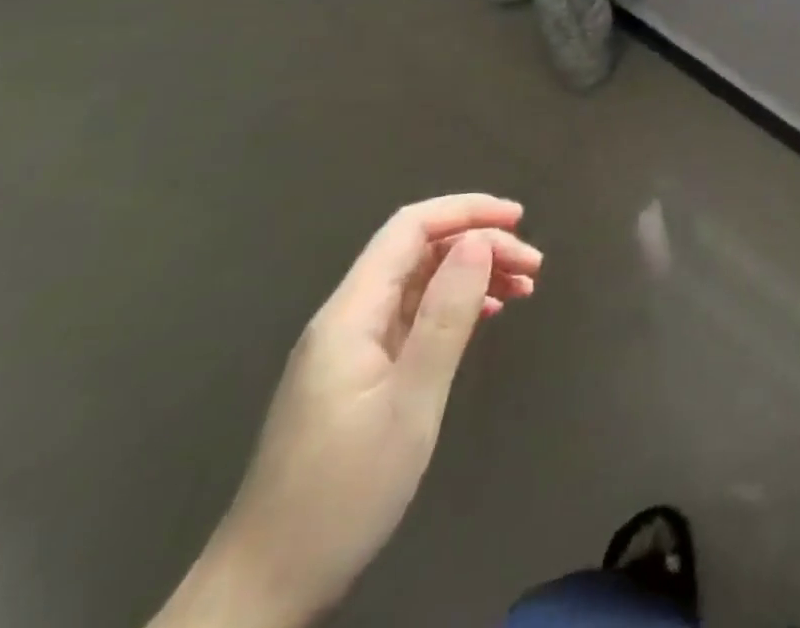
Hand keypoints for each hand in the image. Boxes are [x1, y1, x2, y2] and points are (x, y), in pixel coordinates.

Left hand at [151, 195, 542, 627]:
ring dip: (472, 274)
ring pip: (419, 283)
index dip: (466, 211)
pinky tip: (486, 316)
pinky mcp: (358, 376)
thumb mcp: (410, 402)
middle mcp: (348, 318)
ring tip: (523, 287)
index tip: (519, 220)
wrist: (266, 588)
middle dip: (479, 244)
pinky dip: (455, 306)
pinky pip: (413, 317)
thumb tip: (478, 241)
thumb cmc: (343, 492)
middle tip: (533, 267)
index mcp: (351, 313)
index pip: (410, 228)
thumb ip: (446, 315)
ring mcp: (351, 348)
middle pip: (419, 252)